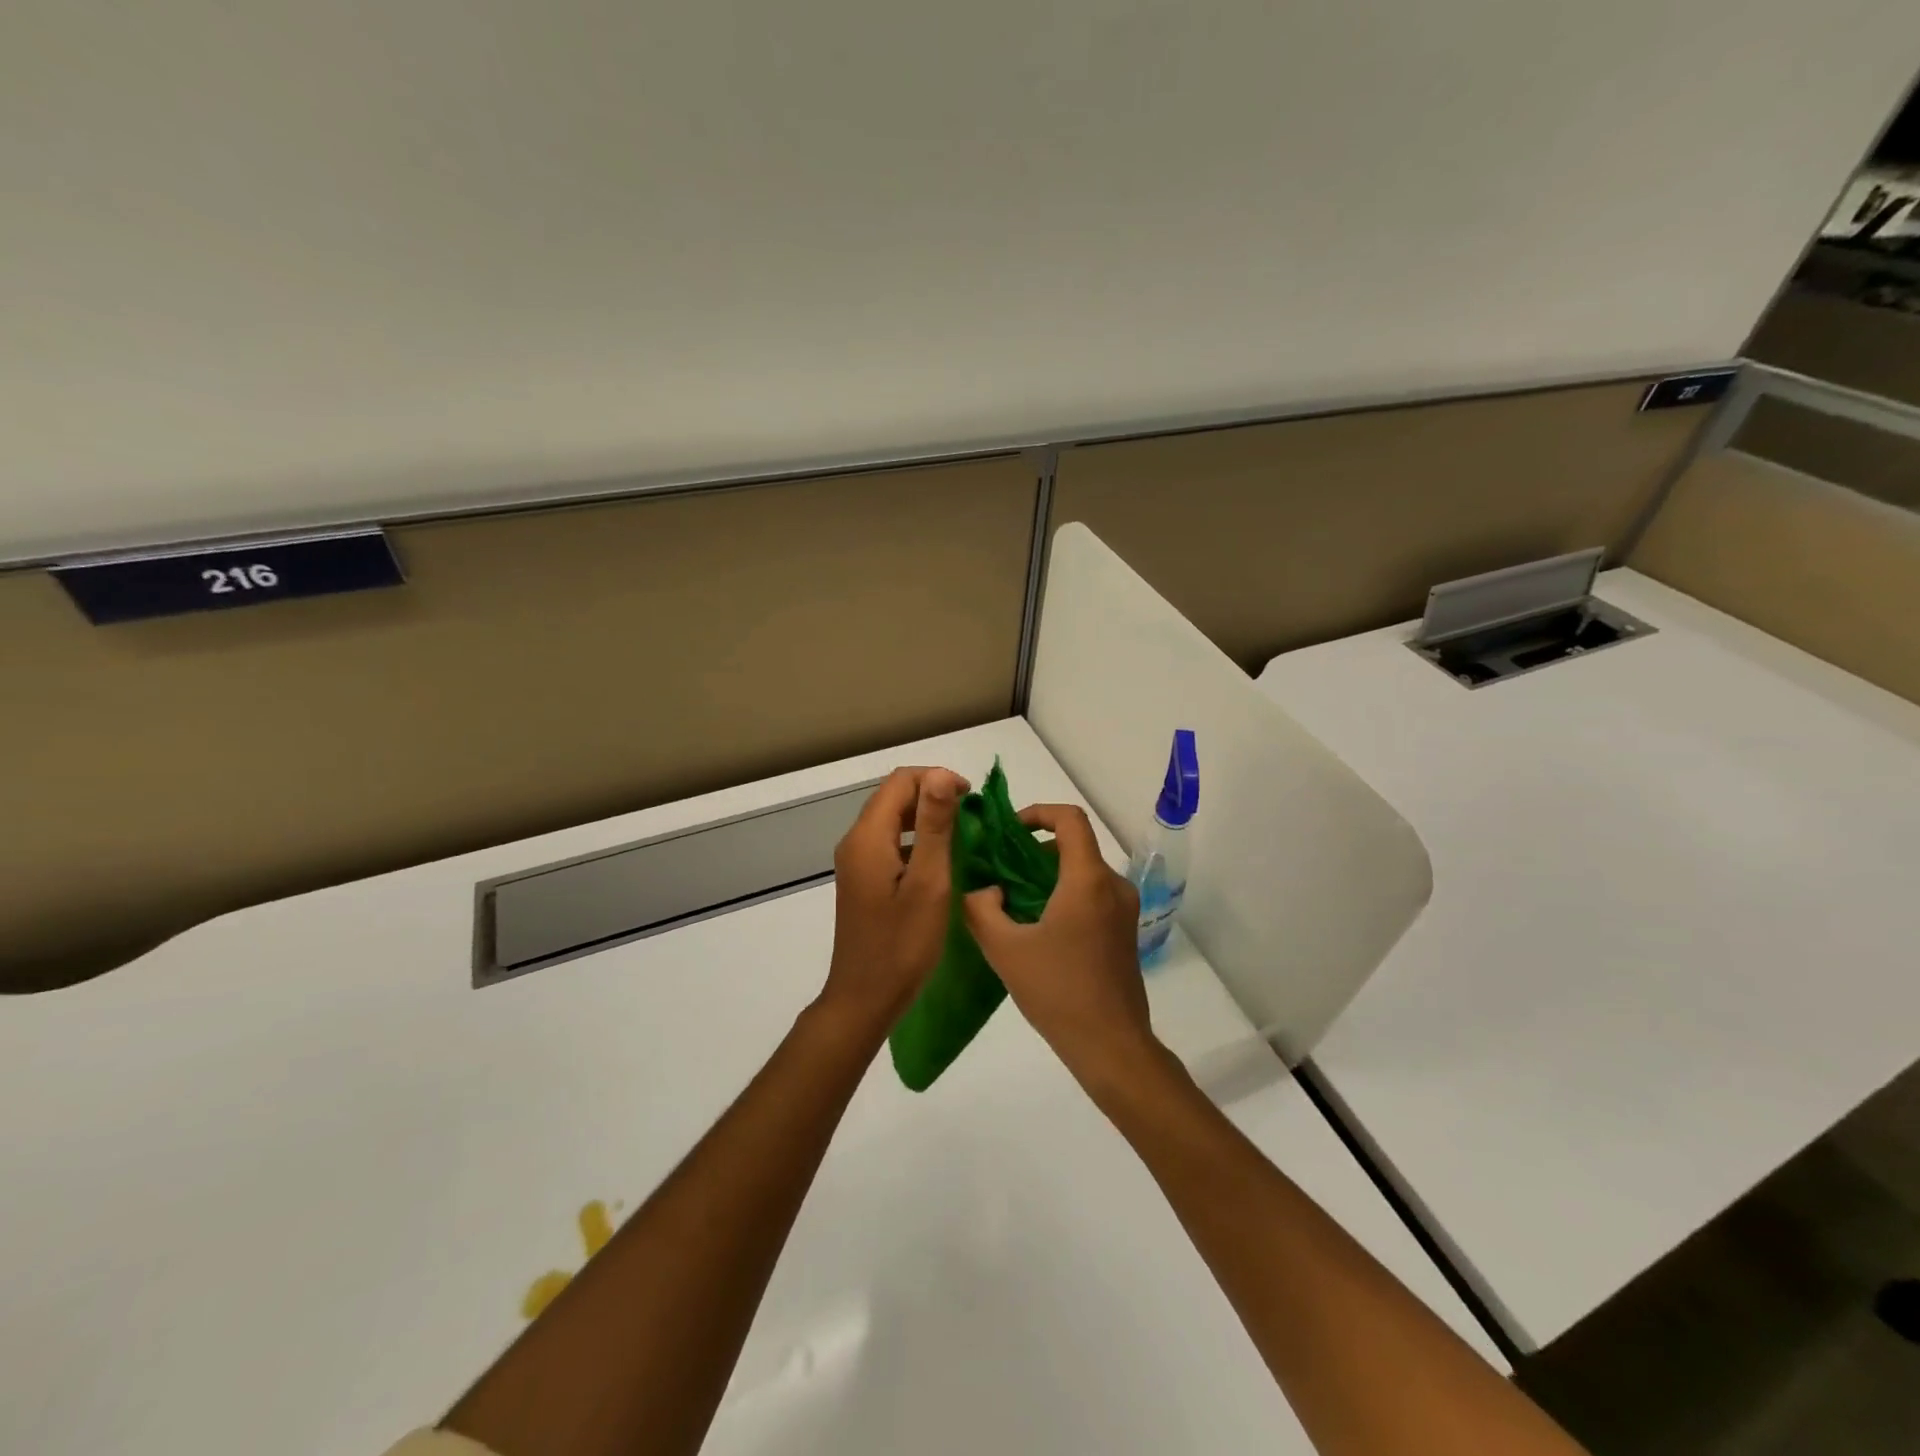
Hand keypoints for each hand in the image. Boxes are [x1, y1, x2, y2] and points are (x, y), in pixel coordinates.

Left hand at [819, 766, 968, 1035]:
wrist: (864, 999)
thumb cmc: (902, 944)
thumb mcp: (928, 882)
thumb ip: (933, 826)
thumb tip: (941, 774)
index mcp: (868, 837)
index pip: (901, 781)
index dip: (937, 779)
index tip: (971, 801)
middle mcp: (856, 842)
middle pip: (894, 797)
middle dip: (933, 796)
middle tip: (971, 819)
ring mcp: (856, 862)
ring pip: (892, 820)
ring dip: (925, 818)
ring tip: (962, 837)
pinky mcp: (863, 880)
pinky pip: (889, 844)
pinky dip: (915, 841)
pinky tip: (940, 863)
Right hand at [962, 803, 1159, 1092]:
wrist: (1110, 1044)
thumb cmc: (1057, 992)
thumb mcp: (1004, 949)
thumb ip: (980, 908)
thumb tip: (984, 889)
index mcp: (1088, 880)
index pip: (1070, 819)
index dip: (1038, 813)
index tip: (1009, 831)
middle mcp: (1113, 885)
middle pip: (1075, 845)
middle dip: (1035, 850)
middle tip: (1000, 870)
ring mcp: (1124, 909)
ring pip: (1083, 871)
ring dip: (1048, 875)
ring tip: (1013, 901)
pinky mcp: (1125, 931)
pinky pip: (1093, 894)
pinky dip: (1065, 894)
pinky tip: (1038, 927)